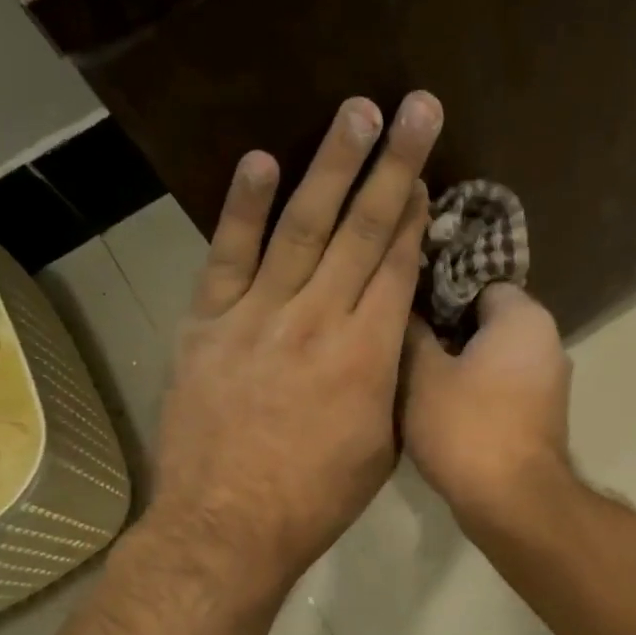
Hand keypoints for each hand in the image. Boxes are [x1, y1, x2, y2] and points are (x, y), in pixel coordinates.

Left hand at [146, 92, 439, 593]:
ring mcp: (258, 316)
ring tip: (356, 112)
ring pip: (301, 226)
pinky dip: (244, 208)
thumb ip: (391, 377)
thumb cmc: (318, 496)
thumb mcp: (382, 442)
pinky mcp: (208, 324)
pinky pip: (228, 256)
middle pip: (360, 230)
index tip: (427, 167)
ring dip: (331, 166)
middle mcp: (318, 320)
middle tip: (414, 108)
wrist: (227, 526)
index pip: (396, 265)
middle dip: (392, 165)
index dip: (414, 212)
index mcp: (368, 355)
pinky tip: (262, 161)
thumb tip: (396, 330)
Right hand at [402, 284, 572, 532]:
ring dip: (456, 359)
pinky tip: (438, 400)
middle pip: (485, 317)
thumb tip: (405, 307)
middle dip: (443, 325)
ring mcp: (548, 380)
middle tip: (399, 336)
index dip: (434, 288)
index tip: (401, 302)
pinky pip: (502, 383)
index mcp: (524, 317)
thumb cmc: (466, 427)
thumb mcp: (422, 373)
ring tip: (411, 368)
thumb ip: (412, 330)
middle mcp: (547, 340)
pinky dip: (474, 385)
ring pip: (492, 353)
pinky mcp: (541, 414)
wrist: (513, 502)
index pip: (475, 279)